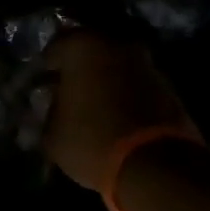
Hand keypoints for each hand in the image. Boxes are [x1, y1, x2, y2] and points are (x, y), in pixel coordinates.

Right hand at [41, 32, 200, 192]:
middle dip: (77, 72)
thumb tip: (50, 108)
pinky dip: (125, 96)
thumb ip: (47, 114)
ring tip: (91, 109)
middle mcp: (117, 45)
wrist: (155, 165)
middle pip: (89, 53)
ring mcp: (147, 64)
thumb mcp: (52, 135)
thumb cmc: (92, 141)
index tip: (41, 87)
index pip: (54, 49)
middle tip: (65, 95)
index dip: (45, 69)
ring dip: (104, 83)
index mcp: (83, 47)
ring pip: (116, 67)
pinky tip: (116, 118)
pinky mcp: (169, 86)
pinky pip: (136, 85)